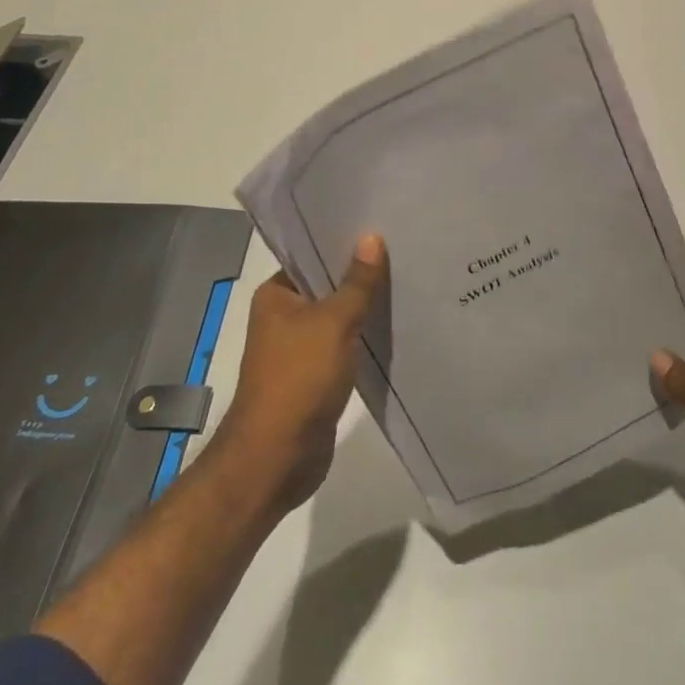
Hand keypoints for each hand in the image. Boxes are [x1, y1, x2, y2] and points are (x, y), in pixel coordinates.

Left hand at [218, 233, 388, 518]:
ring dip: (366, 306)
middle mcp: (284, 316)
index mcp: (277, 294)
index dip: (345, 241)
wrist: (277, 459)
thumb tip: (372, 235)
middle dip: (361, 273)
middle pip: (329, 284)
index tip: (382, 225)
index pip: (313, 255)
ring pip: (339, 316)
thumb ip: (357, 282)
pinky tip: (395, 324)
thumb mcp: (334, 323)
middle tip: (403, 249)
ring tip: (407, 280)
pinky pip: (345, 344)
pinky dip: (364, 336)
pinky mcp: (316, 375)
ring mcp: (299, 348)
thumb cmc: (299, 379)